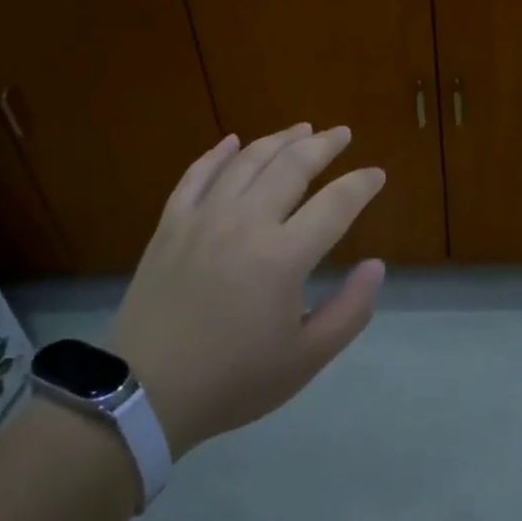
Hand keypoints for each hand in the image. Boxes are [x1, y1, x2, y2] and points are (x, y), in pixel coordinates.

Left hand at [106, 124, 385, 458]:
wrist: (145, 391)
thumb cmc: (233, 380)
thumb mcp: (306, 359)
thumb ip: (350, 310)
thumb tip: (376, 265)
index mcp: (283, 256)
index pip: (335, 204)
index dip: (361, 185)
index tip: (377, 175)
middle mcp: (245, 222)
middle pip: (292, 166)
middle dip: (323, 145)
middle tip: (342, 133)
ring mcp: (203, 218)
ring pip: (247, 161)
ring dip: (278, 139)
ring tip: (301, 129)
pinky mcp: (170, 224)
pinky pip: (197, 175)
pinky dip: (218, 154)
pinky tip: (233, 141)